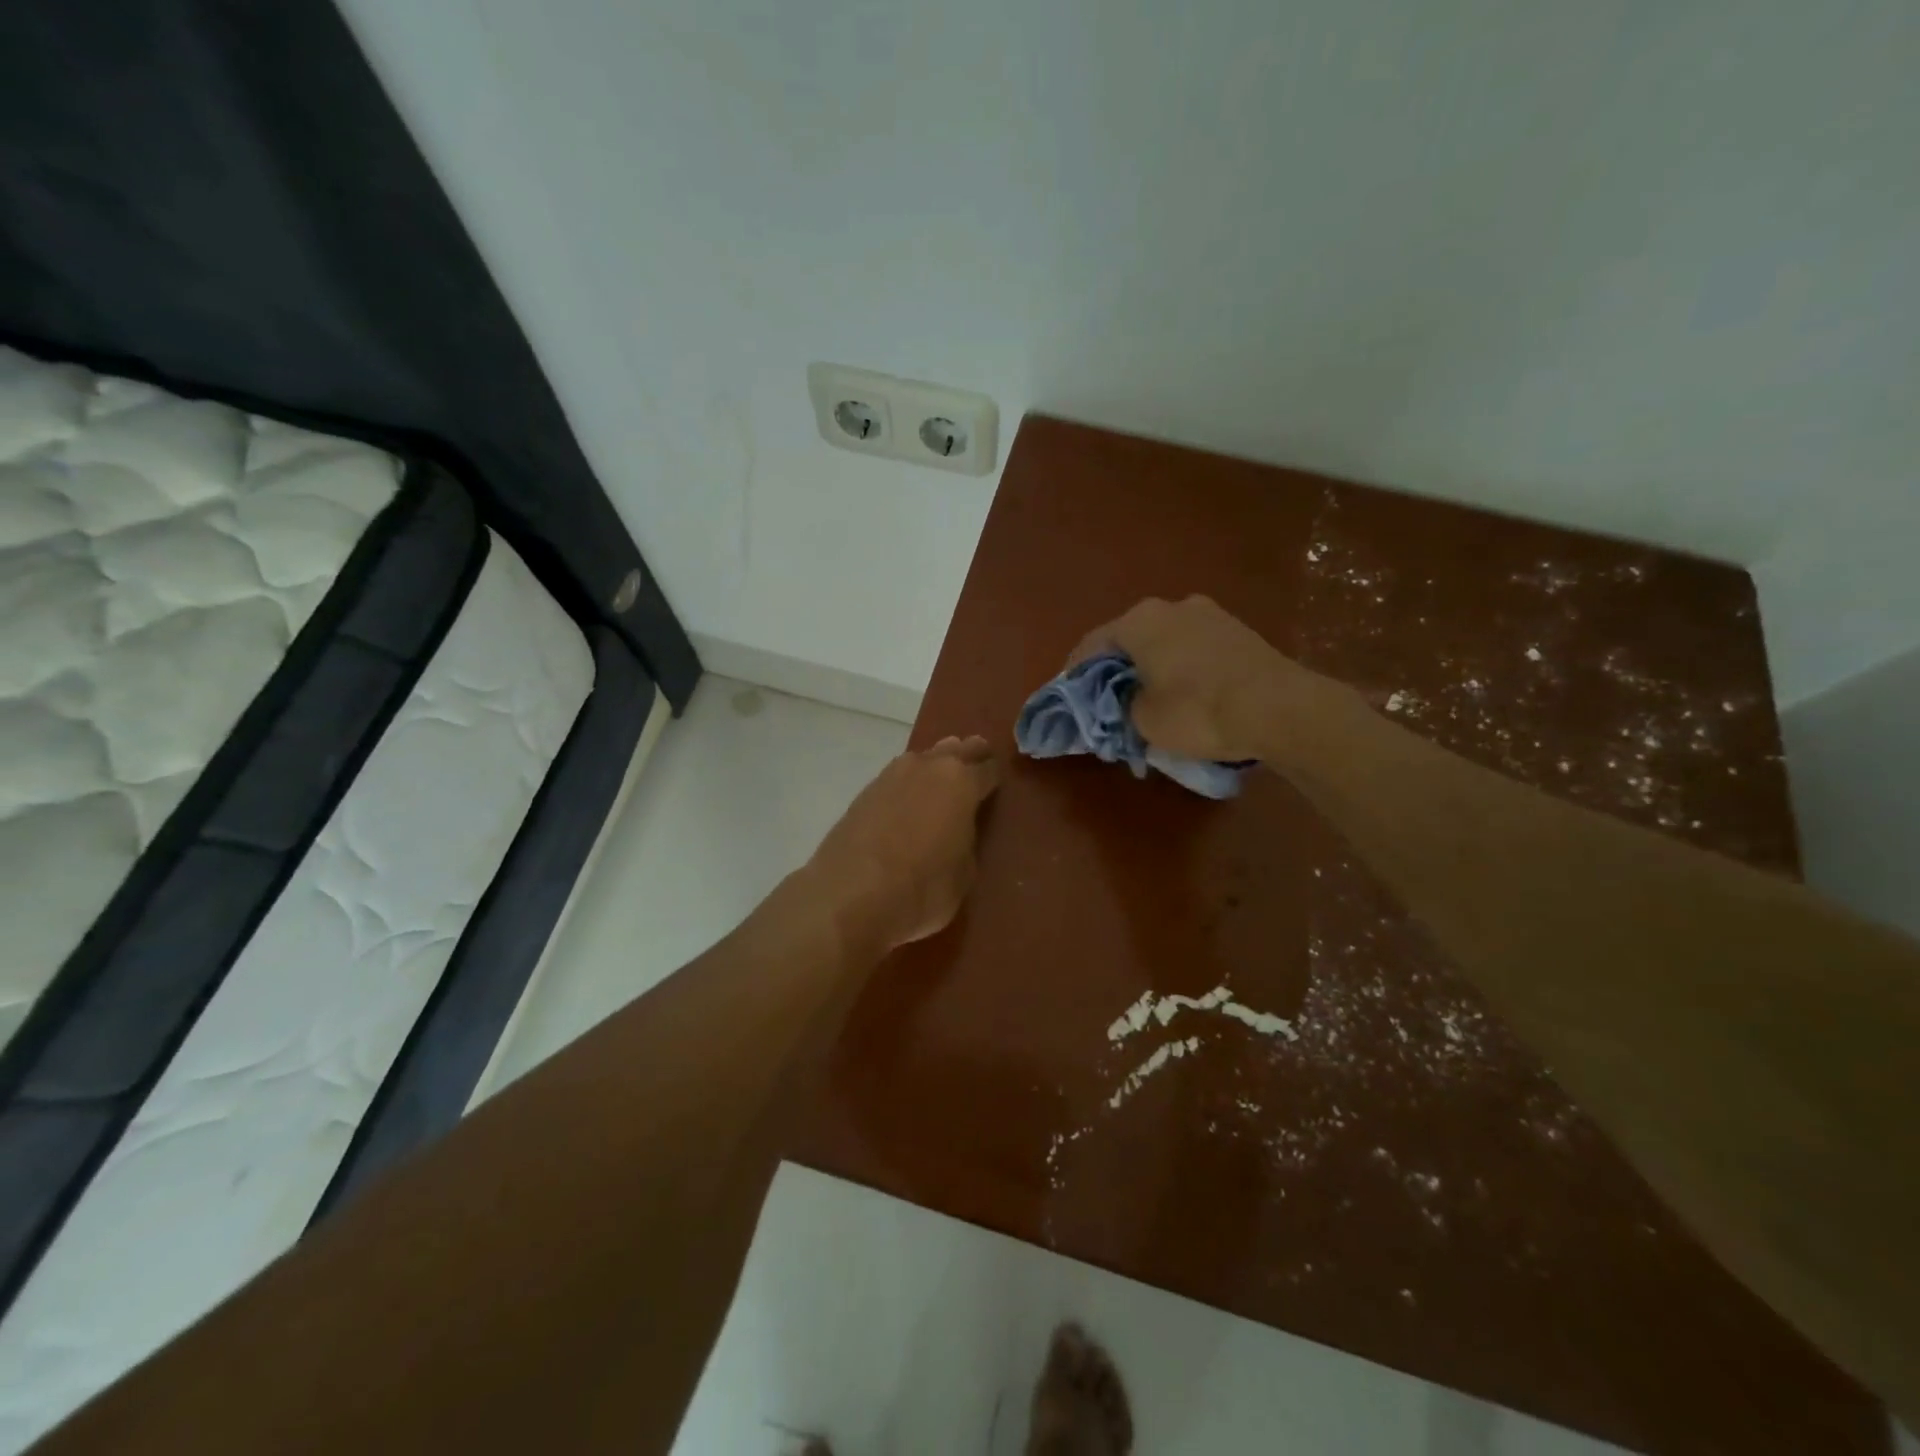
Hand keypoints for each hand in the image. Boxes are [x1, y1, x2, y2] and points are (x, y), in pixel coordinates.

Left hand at [808, 736, 1001, 950]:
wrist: (850, 895)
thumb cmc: (923, 888)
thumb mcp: (965, 874)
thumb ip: (967, 842)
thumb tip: (958, 833)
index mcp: (962, 782)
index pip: (988, 769)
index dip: (994, 779)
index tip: (997, 788)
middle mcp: (929, 766)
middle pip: (957, 750)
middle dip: (968, 758)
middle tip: (975, 774)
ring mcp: (893, 774)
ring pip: (924, 759)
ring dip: (936, 767)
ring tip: (940, 788)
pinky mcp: (865, 791)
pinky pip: (898, 778)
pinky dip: (908, 785)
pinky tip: (908, 802)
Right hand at [1071, 595, 1342, 763]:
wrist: (1278, 708)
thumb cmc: (1198, 711)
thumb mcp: (1144, 720)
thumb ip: (1123, 706)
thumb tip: (1126, 702)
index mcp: (1140, 620)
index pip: (1092, 644)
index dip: (1075, 672)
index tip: (1069, 694)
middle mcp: (1172, 606)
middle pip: (1130, 638)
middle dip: (1116, 667)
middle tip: (1108, 698)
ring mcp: (1210, 614)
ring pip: (1164, 640)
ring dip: (1151, 665)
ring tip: (1147, 696)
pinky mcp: (1238, 630)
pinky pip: (1193, 647)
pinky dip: (1180, 666)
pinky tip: (1184, 691)